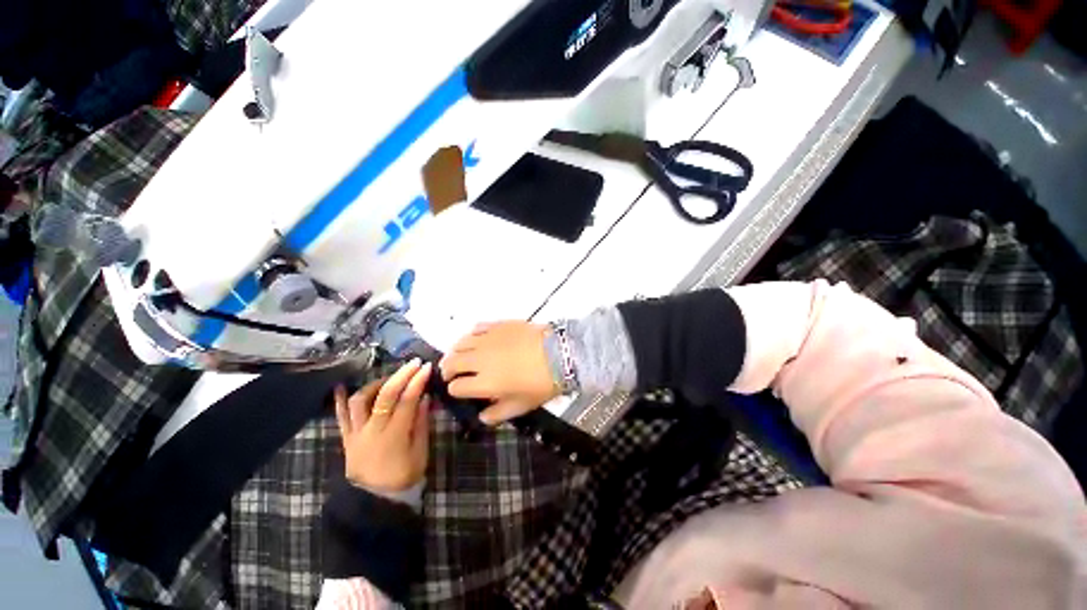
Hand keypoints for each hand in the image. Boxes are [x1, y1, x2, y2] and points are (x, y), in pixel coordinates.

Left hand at [334, 359, 431, 492]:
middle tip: (413, 363)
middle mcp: (373, 431)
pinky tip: (339, 386)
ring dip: (375, 384)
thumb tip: (424, 397)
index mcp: (395, 436)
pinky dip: (339, 400)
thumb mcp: (420, 451)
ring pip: (360, 401)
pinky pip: (340, 417)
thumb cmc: (405, 475)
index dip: (417, 382)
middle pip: (385, 396)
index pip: (406, 401)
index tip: (426, 367)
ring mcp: (356, 433)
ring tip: (388, 378)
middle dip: (401, 375)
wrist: (376, 500)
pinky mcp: (346, 438)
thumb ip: (421, 423)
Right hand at [440, 322, 557, 424]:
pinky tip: (476, 339)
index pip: (457, 387)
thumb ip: (498, 413)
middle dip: (447, 370)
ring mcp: (488, 340)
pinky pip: (476, 328)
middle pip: (452, 363)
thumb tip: (482, 417)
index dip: (455, 390)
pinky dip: (471, 335)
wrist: (559, 353)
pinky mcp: (497, 325)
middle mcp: (480, 360)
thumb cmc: (541, 383)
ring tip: (460, 355)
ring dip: (455, 351)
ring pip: (460, 343)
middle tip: (450, 373)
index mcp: (485, 383)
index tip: (460, 390)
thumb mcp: (522, 405)